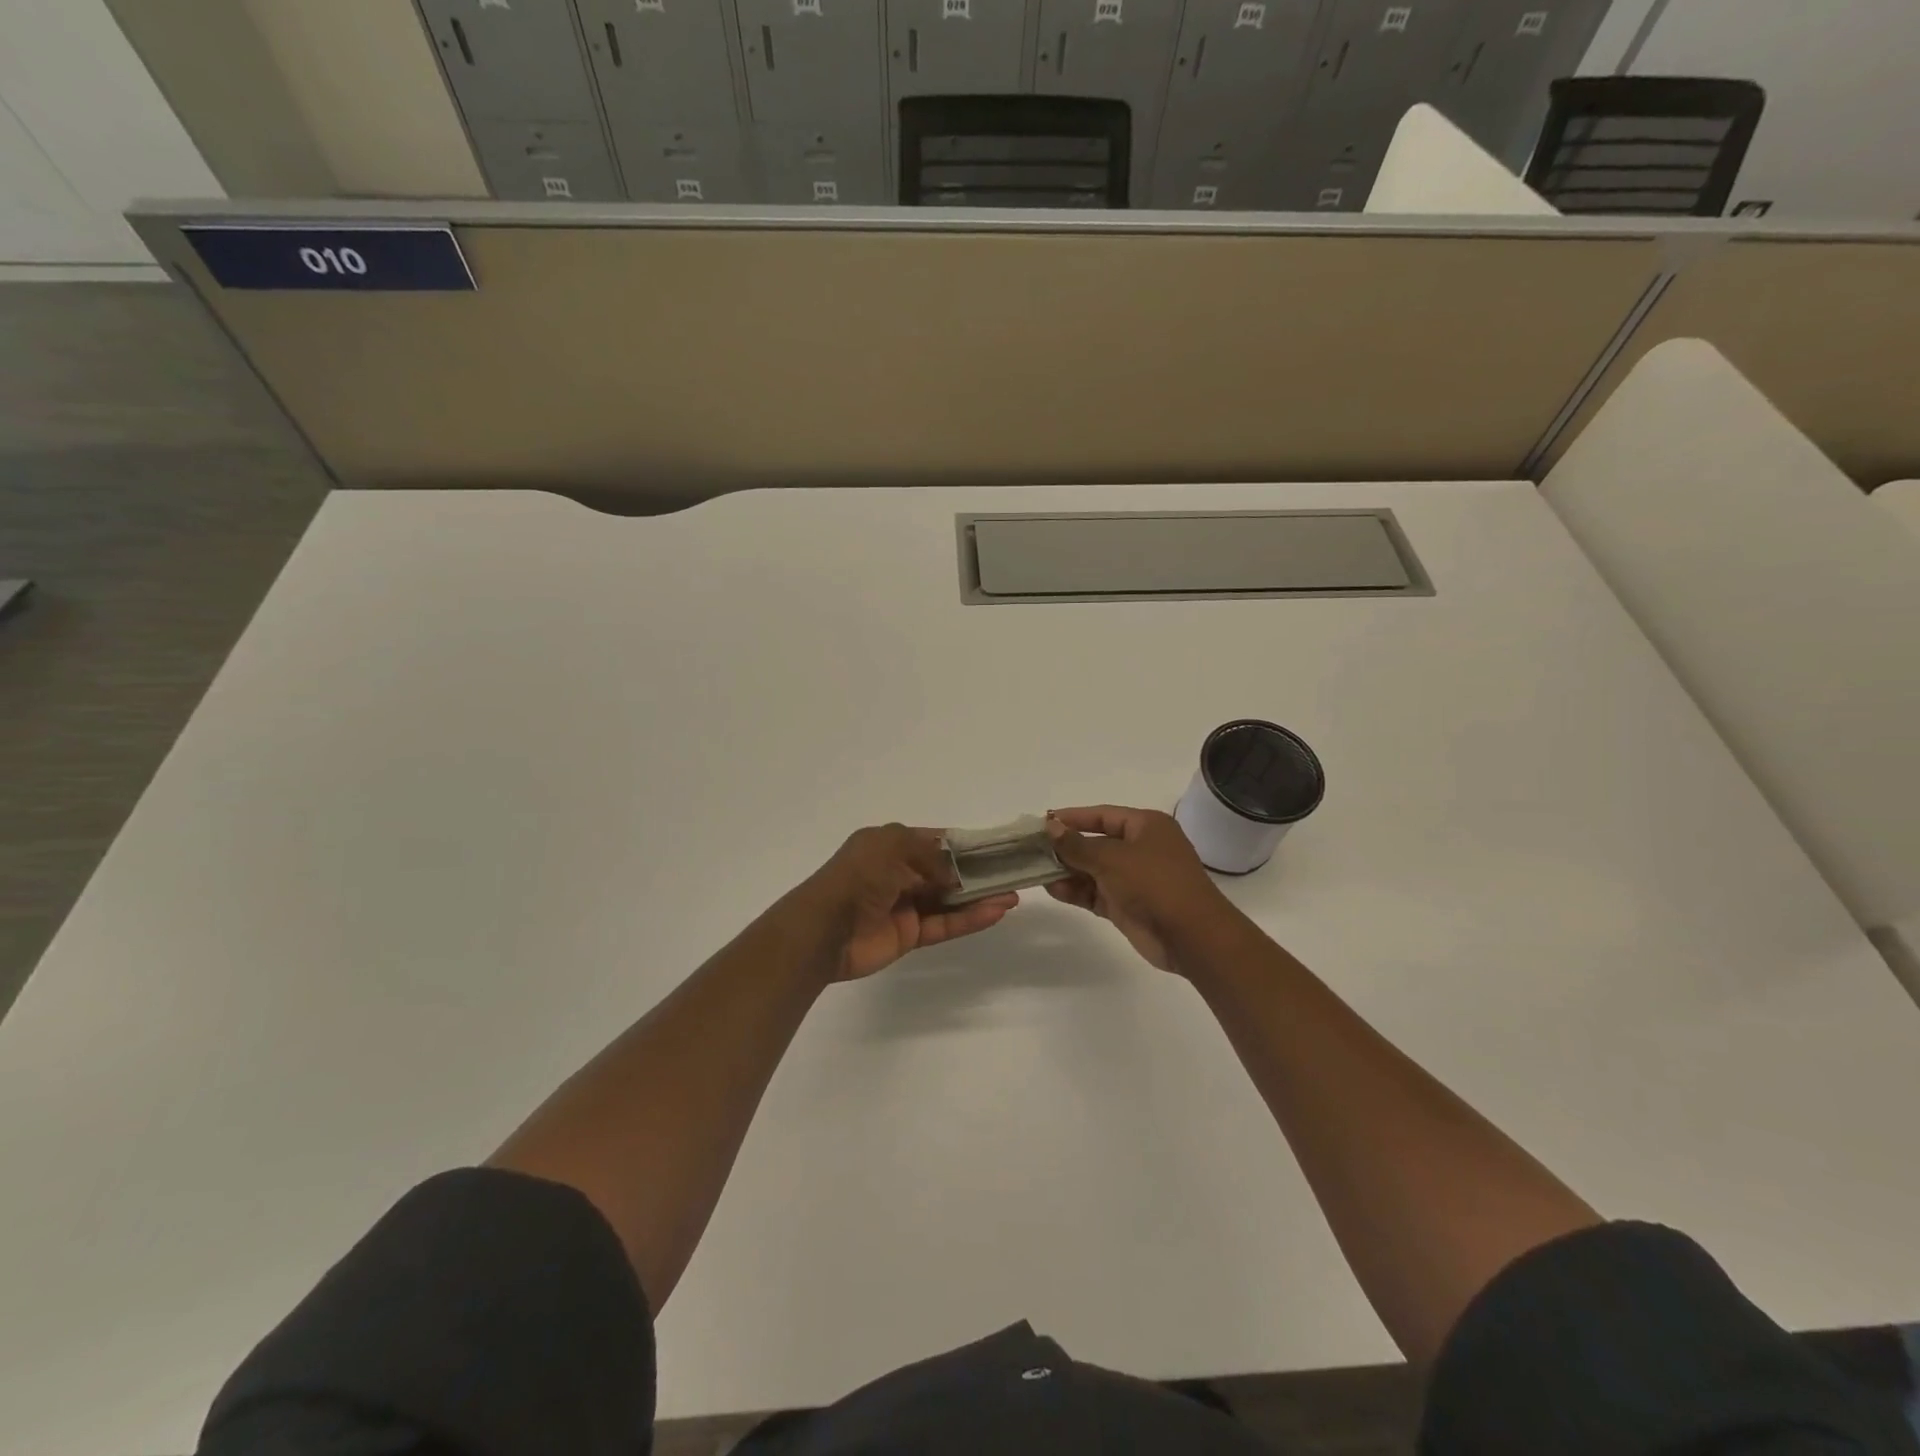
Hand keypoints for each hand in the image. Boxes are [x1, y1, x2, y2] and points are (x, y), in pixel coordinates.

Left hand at [793, 823, 1018, 981]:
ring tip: (1012, 896)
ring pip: (949, 900)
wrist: (824, 929)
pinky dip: (969, 920)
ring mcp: (904, 906)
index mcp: (889, 845)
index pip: (934, 841)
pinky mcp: (909, 936)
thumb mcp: (893, 846)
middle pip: (945, 872)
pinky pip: (944, 925)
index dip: (964, 844)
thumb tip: (958, 873)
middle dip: (977, 873)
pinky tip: (995, 913)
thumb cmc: (858, 876)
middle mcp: (898, 873)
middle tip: (1011, 875)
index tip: (996, 847)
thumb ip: (931, 854)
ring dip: (979, 898)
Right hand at [1045, 806, 1237, 974]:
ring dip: (1067, 871)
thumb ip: (1077, 844)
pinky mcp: (1127, 905)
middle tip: (1033, 849)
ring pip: (1093, 870)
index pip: (1102, 815)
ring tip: (1037, 871)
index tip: (1042, 822)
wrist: (1191, 936)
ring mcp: (1134, 879)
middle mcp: (1140, 849)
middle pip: (1096, 842)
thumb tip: (1050, 827)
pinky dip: (1076, 891)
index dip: (1072, 817)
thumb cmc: (1154, 883)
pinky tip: (1053, 889)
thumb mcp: (1112, 858)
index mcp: (1146, 826)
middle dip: (1066, 847)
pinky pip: (1096, 893)